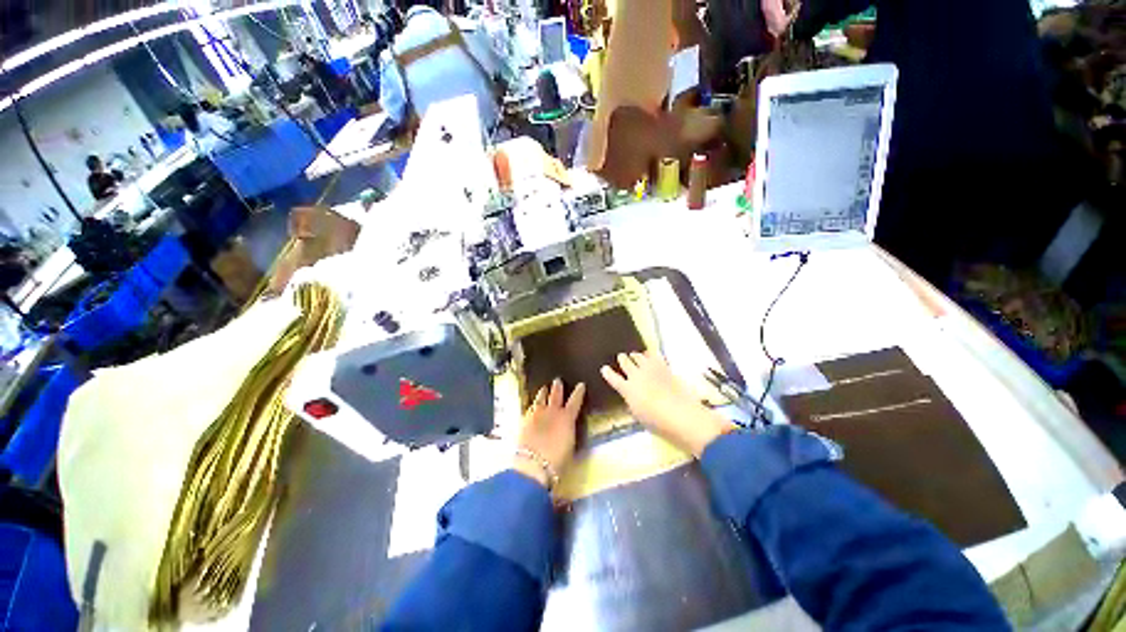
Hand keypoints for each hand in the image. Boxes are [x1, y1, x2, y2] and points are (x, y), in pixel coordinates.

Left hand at [513, 379, 585, 487]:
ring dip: (542, 393)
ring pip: (540, 399)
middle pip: (555, 395)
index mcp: (567, 418)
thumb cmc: (558, 461)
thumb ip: (570, 434)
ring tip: (543, 388)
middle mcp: (552, 412)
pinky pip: (529, 409)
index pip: (575, 401)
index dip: (579, 392)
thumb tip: (569, 430)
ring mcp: (537, 415)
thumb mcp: (570, 448)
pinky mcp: (524, 421)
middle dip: (557, 387)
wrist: (533, 465)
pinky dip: (532, 406)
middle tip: (557, 380)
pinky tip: (531, 406)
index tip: (581, 384)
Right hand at [601, 351, 731, 456]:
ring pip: (638, 356)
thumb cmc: (657, 422)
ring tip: (634, 355)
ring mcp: (650, 369)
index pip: (613, 378)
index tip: (604, 368)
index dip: (607, 373)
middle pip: (625, 362)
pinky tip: (650, 354)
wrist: (681, 414)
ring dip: (635, 355)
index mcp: (627, 389)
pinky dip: (650, 354)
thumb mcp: (638, 414)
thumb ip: (631, 401)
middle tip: (621, 357)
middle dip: (622, 359)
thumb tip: (630, 394)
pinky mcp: (663, 366)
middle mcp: (636, 376)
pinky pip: (654, 355)